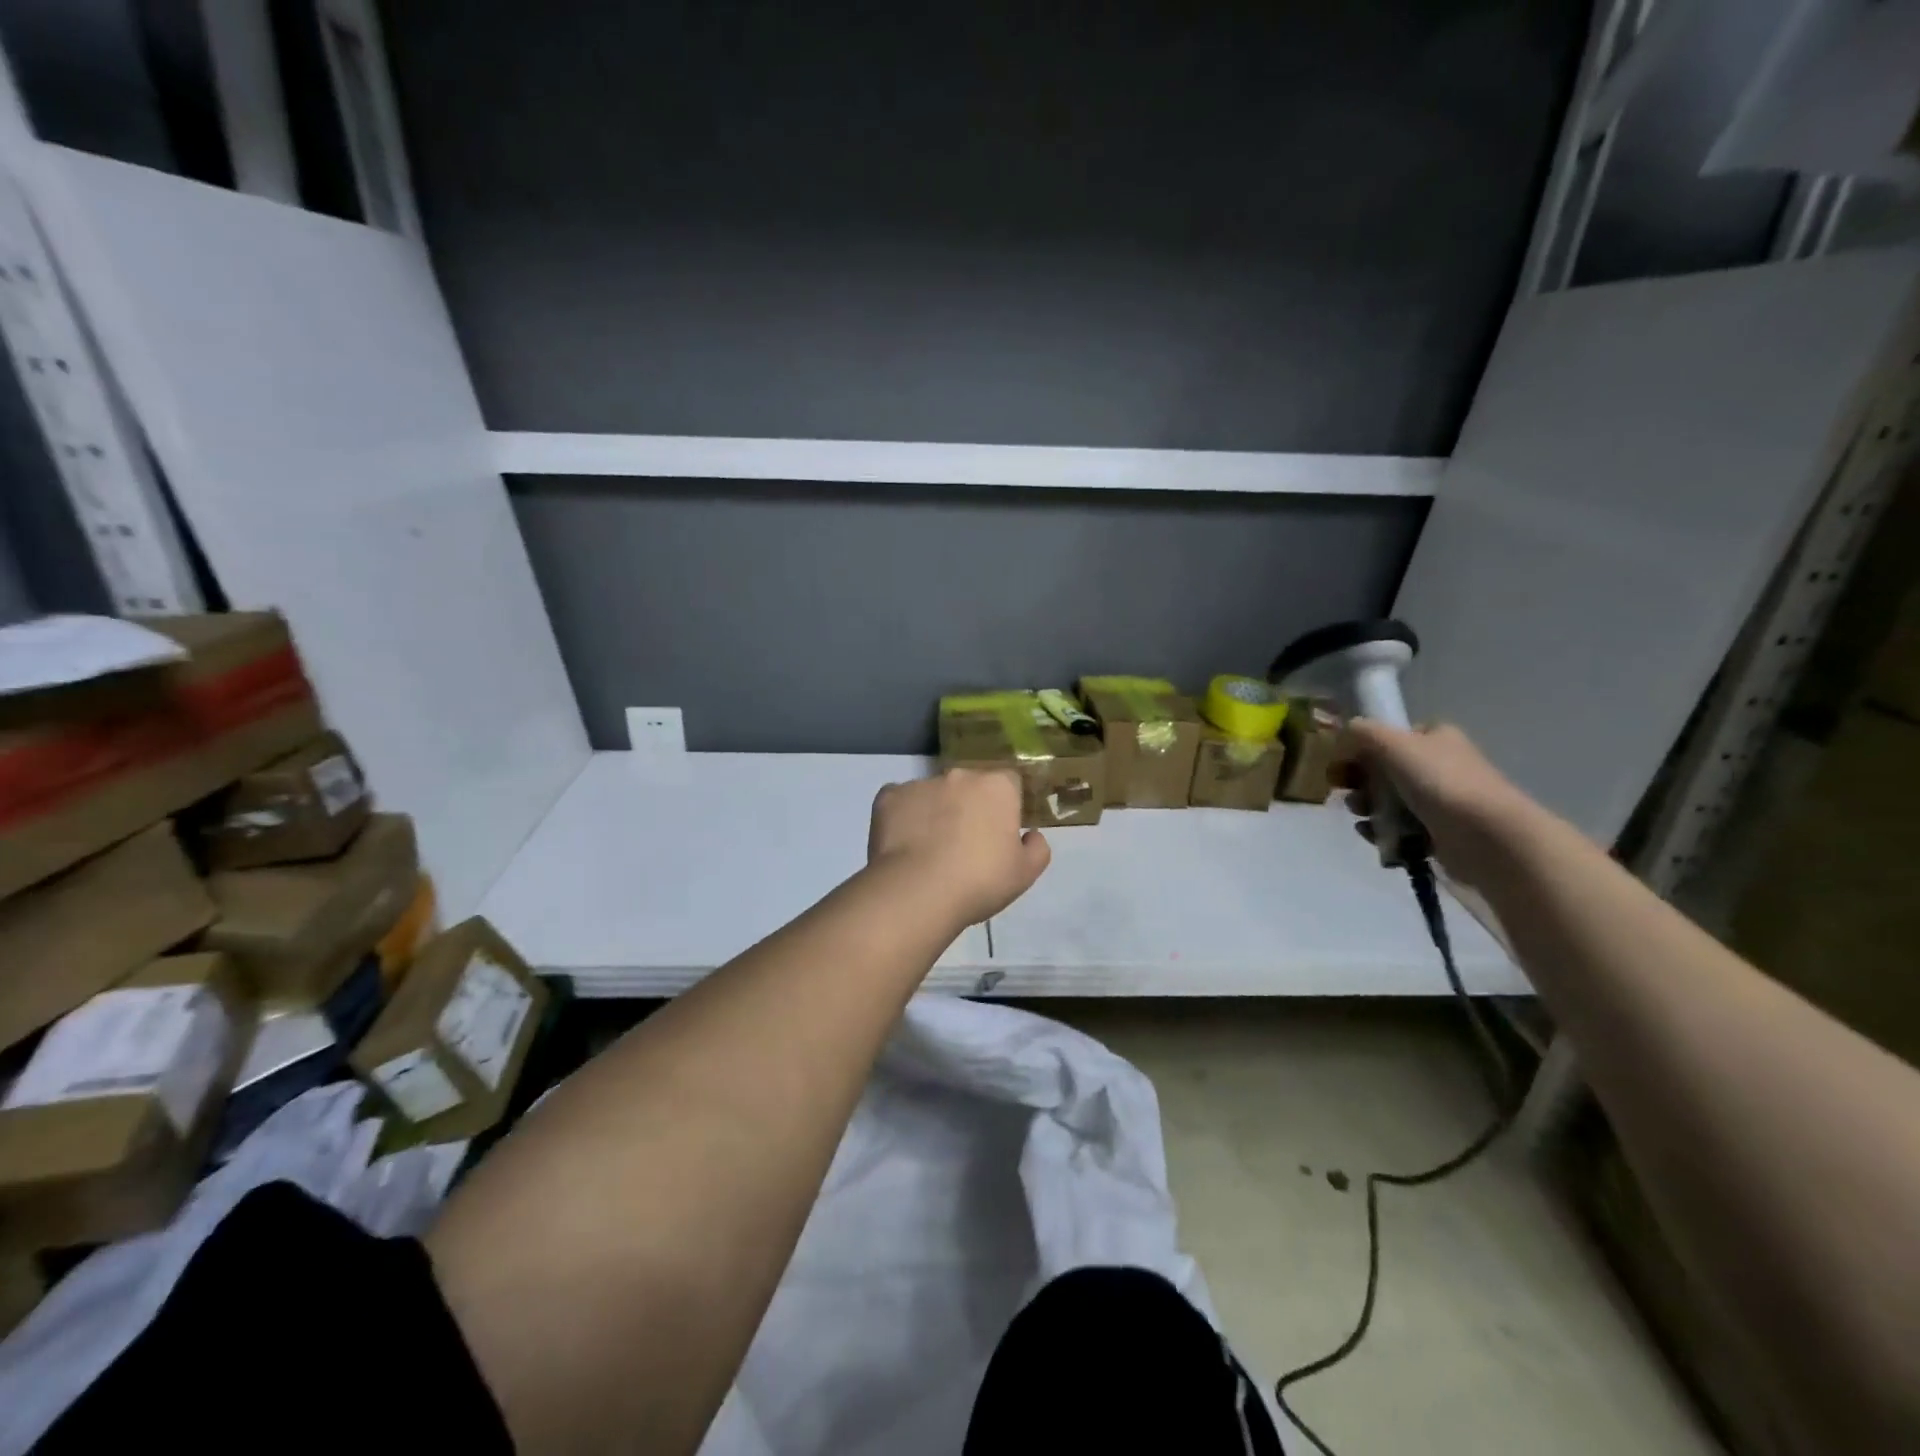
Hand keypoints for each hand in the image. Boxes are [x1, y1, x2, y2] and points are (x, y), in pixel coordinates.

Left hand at [867, 768, 1051, 927]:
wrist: (918, 891)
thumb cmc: (980, 881)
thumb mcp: (1025, 874)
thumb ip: (1037, 849)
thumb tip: (1032, 835)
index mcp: (997, 787)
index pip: (1008, 784)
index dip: (1005, 807)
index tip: (999, 833)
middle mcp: (959, 775)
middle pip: (969, 786)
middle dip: (969, 806)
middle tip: (965, 845)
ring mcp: (921, 783)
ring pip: (933, 794)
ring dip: (935, 812)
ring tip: (929, 850)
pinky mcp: (889, 797)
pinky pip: (900, 803)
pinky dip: (903, 818)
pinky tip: (903, 846)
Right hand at [1336, 720, 1537, 885]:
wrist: (1486, 836)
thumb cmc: (1439, 781)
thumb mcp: (1393, 743)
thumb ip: (1363, 732)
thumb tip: (1345, 731)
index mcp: (1436, 738)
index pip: (1392, 736)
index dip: (1363, 749)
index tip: (1342, 764)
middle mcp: (1441, 765)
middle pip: (1385, 770)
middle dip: (1360, 782)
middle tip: (1345, 791)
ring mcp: (1442, 801)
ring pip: (1389, 801)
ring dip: (1367, 807)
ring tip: (1360, 817)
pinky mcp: (1439, 833)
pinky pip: (1399, 829)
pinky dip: (1381, 832)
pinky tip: (1371, 835)